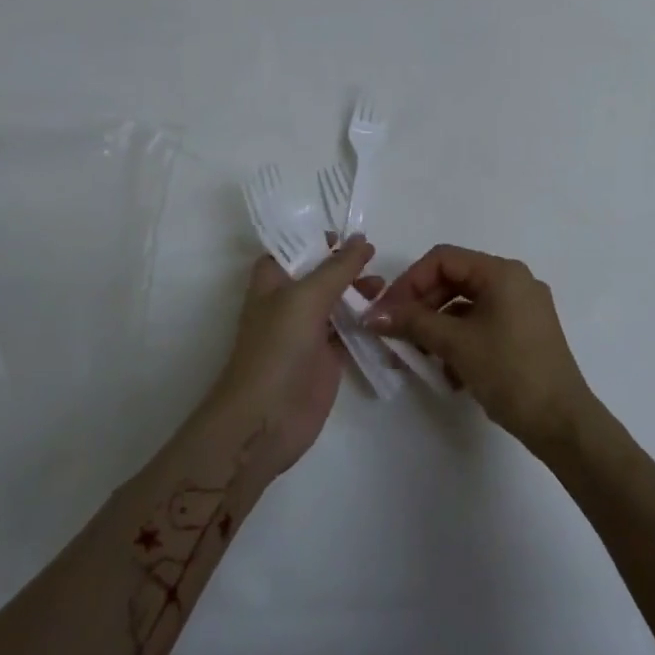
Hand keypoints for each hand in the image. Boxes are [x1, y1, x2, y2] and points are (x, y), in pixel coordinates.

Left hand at [206, 237, 380, 475]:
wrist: (266, 419)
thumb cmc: (277, 347)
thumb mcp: (306, 297)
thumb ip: (337, 268)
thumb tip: (361, 239)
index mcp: (272, 281)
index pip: (293, 248)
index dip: (316, 239)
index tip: (350, 234)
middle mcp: (288, 302)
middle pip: (320, 274)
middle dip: (346, 265)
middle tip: (375, 261)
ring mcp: (307, 332)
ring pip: (336, 302)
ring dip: (359, 292)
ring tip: (384, 289)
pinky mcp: (325, 358)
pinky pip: (349, 332)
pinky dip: (366, 322)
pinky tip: (388, 315)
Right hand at [364, 245, 596, 453]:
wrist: (562, 422)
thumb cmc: (509, 372)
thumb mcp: (456, 344)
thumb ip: (413, 322)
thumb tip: (373, 315)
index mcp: (502, 273)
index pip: (442, 259)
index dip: (408, 282)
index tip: (386, 311)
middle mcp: (515, 281)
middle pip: (454, 280)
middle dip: (421, 306)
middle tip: (396, 333)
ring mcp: (523, 308)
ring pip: (466, 305)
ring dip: (437, 326)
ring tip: (418, 356)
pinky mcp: (525, 333)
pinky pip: (482, 324)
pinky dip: (459, 340)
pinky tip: (448, 372)